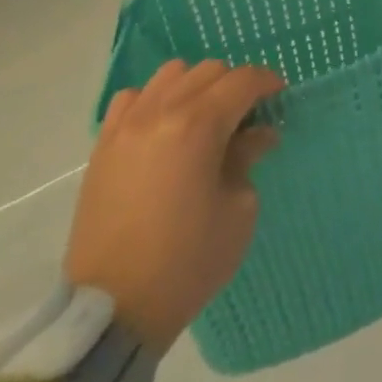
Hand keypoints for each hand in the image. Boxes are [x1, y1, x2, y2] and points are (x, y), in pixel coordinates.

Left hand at [66, 59, 282, 354]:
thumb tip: (258, 135)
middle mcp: (161, 112)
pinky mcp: (103, 147)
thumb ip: (247, 159)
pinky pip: (132, 99)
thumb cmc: (187, 262)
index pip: (243, 80)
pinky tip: (163, 129)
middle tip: (245, 117)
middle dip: (234, 85)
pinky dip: (154, 101)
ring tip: (202, 119)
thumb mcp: (238, 210)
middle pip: (209, 70)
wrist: (111, 311)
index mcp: (199, 126)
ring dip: (195, 86)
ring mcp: (127, 127)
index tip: (278, 96)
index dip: (267, 82)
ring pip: (170, 74)